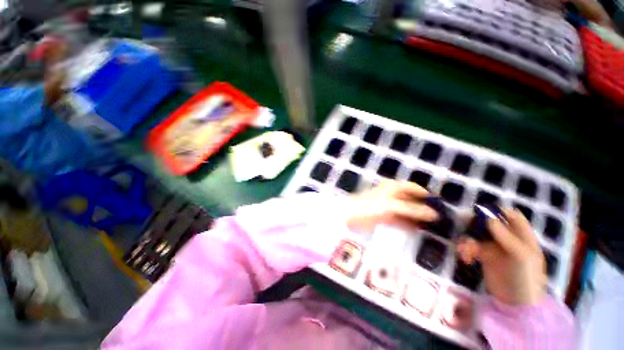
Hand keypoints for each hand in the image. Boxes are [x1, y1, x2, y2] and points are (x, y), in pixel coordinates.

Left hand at [346, 180, 438, 233]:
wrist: (352, 216)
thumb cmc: (371, 206)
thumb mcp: (392, 206)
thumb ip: (413, 209)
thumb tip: (435, 214)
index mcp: (393, 187)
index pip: (414, 188)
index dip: (426, 195)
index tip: (441, 205)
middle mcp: (392, 195)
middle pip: (411, 200)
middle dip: (423, 208)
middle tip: (439, 219)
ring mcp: (388, 206)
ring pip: (407, 211)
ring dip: (417, 218)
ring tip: (432, 227)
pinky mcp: (385, 217)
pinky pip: (400, 220)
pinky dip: (408, 225)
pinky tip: (417, 231)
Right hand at [457, 208, 546, 305]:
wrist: (516, 304)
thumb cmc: (525, 278)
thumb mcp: (520, 256)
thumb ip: (505, 235)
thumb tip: (488, 216)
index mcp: (522, 237)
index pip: (512, 216)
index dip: (497, 211)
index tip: (480, 212)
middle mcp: (509, 239)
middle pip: (490, 223)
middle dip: (475, 225)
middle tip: (461, 225)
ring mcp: (496, 248)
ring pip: (478, 235)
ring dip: (467, 240)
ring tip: (464, 250)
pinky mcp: (485, 257)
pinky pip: (472, 247)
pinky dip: (466, 250)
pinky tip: (465, 259)